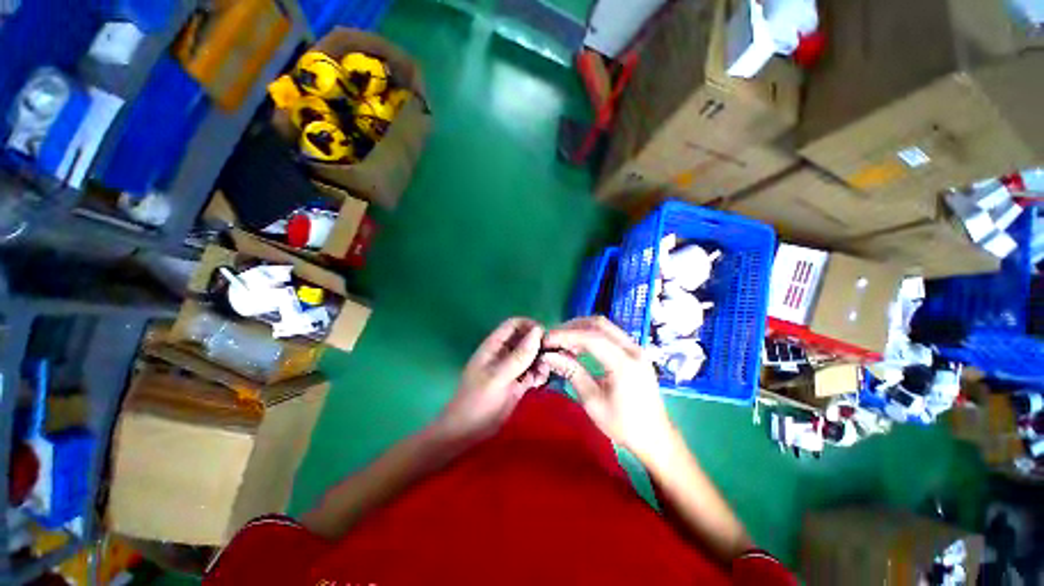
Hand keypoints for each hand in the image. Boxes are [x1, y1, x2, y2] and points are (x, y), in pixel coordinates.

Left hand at [435, 318, 548, 442]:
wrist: (467, 430)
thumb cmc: (478, 401)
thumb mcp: (498, 378)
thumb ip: (518, 356)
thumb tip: (539, 331)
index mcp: (493, 347)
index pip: (514, 325)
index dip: (531, 326)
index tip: (547, 338)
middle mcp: (503, 355)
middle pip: (526, 340)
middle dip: (540, 345)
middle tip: (555, 357)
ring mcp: (510, 371)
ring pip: (532, 357)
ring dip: (542, 362)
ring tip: (545, 373)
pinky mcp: (517, 386)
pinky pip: (532, 374)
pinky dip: (539, 375)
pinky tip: (541, 383)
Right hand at [543, 316, 675, 461]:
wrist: (654, 435)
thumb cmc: (622, 424)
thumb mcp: (592, 402)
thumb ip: (572, 374)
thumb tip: (549, 356)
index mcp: (623, 362)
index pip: (590, 337)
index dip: (564, 336)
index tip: (544, 341)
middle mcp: (633, 349)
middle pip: (600, 325)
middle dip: (573, 327)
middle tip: (552, 339)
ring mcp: (638, 351)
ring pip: (608, 328)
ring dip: (584, 331)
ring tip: (562, 345)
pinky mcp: (638, 356)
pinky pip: (614, 337)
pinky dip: (595, 338)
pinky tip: (580, 350)